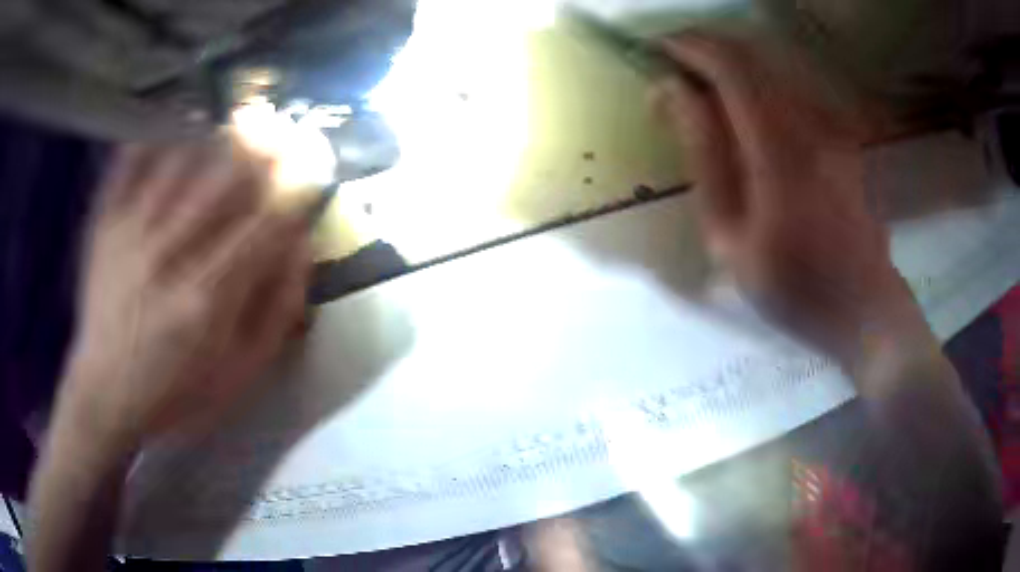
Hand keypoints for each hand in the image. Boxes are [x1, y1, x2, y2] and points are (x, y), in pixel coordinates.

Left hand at [60, 139, 310, 454]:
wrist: (105, 393)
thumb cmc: (177, 391)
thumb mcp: (240, 372)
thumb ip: (276, 311)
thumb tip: (302, 245)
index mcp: (208, 298)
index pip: (266, 222)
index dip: (298, 184)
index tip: (317, 160)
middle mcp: (169, 254)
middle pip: (224, 178)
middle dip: (263, 144)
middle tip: (285, 122)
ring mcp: (131, 232)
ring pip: (182, 159)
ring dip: (217, 134)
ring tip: (240, 118)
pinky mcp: (105, 224)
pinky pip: (130, 162)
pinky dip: (156, 136)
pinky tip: (177, 124)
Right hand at [651, 31, 922, 365]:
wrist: (864, 308)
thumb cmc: (793, 288)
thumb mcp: (729, 237)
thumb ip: (704, 156)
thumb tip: (674, 92)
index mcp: (779, 150)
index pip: (730, 67)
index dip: (689, 47)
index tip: (657, 50)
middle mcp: (811, 123)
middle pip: (752, 56)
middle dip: (706, 49)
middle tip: (673, 64)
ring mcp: (832, 125)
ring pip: (773, 68)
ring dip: (731, 64)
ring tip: (702, 84)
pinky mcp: (842, 134)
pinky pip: (792, 89)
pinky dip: (759, 83)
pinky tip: (744, 106)